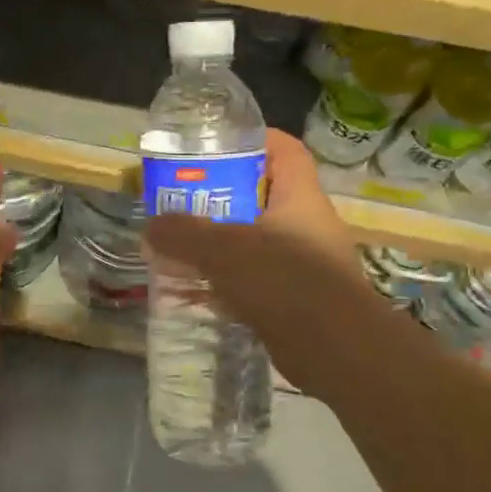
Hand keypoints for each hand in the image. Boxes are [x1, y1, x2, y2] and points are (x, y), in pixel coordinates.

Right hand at [144, 130, 376, 397]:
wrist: (338, 351)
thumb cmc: (286, 282)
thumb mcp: (226, 251)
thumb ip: (184, 235)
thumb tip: (152, 227)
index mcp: (299, 198)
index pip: (285, 151)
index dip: (254, 140)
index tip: (216, 145)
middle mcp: (305, 225)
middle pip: (261, 197)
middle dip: (220, 197)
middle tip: (181, 201)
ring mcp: (303, 264)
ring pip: (254, 241)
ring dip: (219, 244)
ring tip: (179, 247)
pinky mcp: (296, 299)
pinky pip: (254, 279)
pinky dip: (226, 282)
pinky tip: (194, 292)